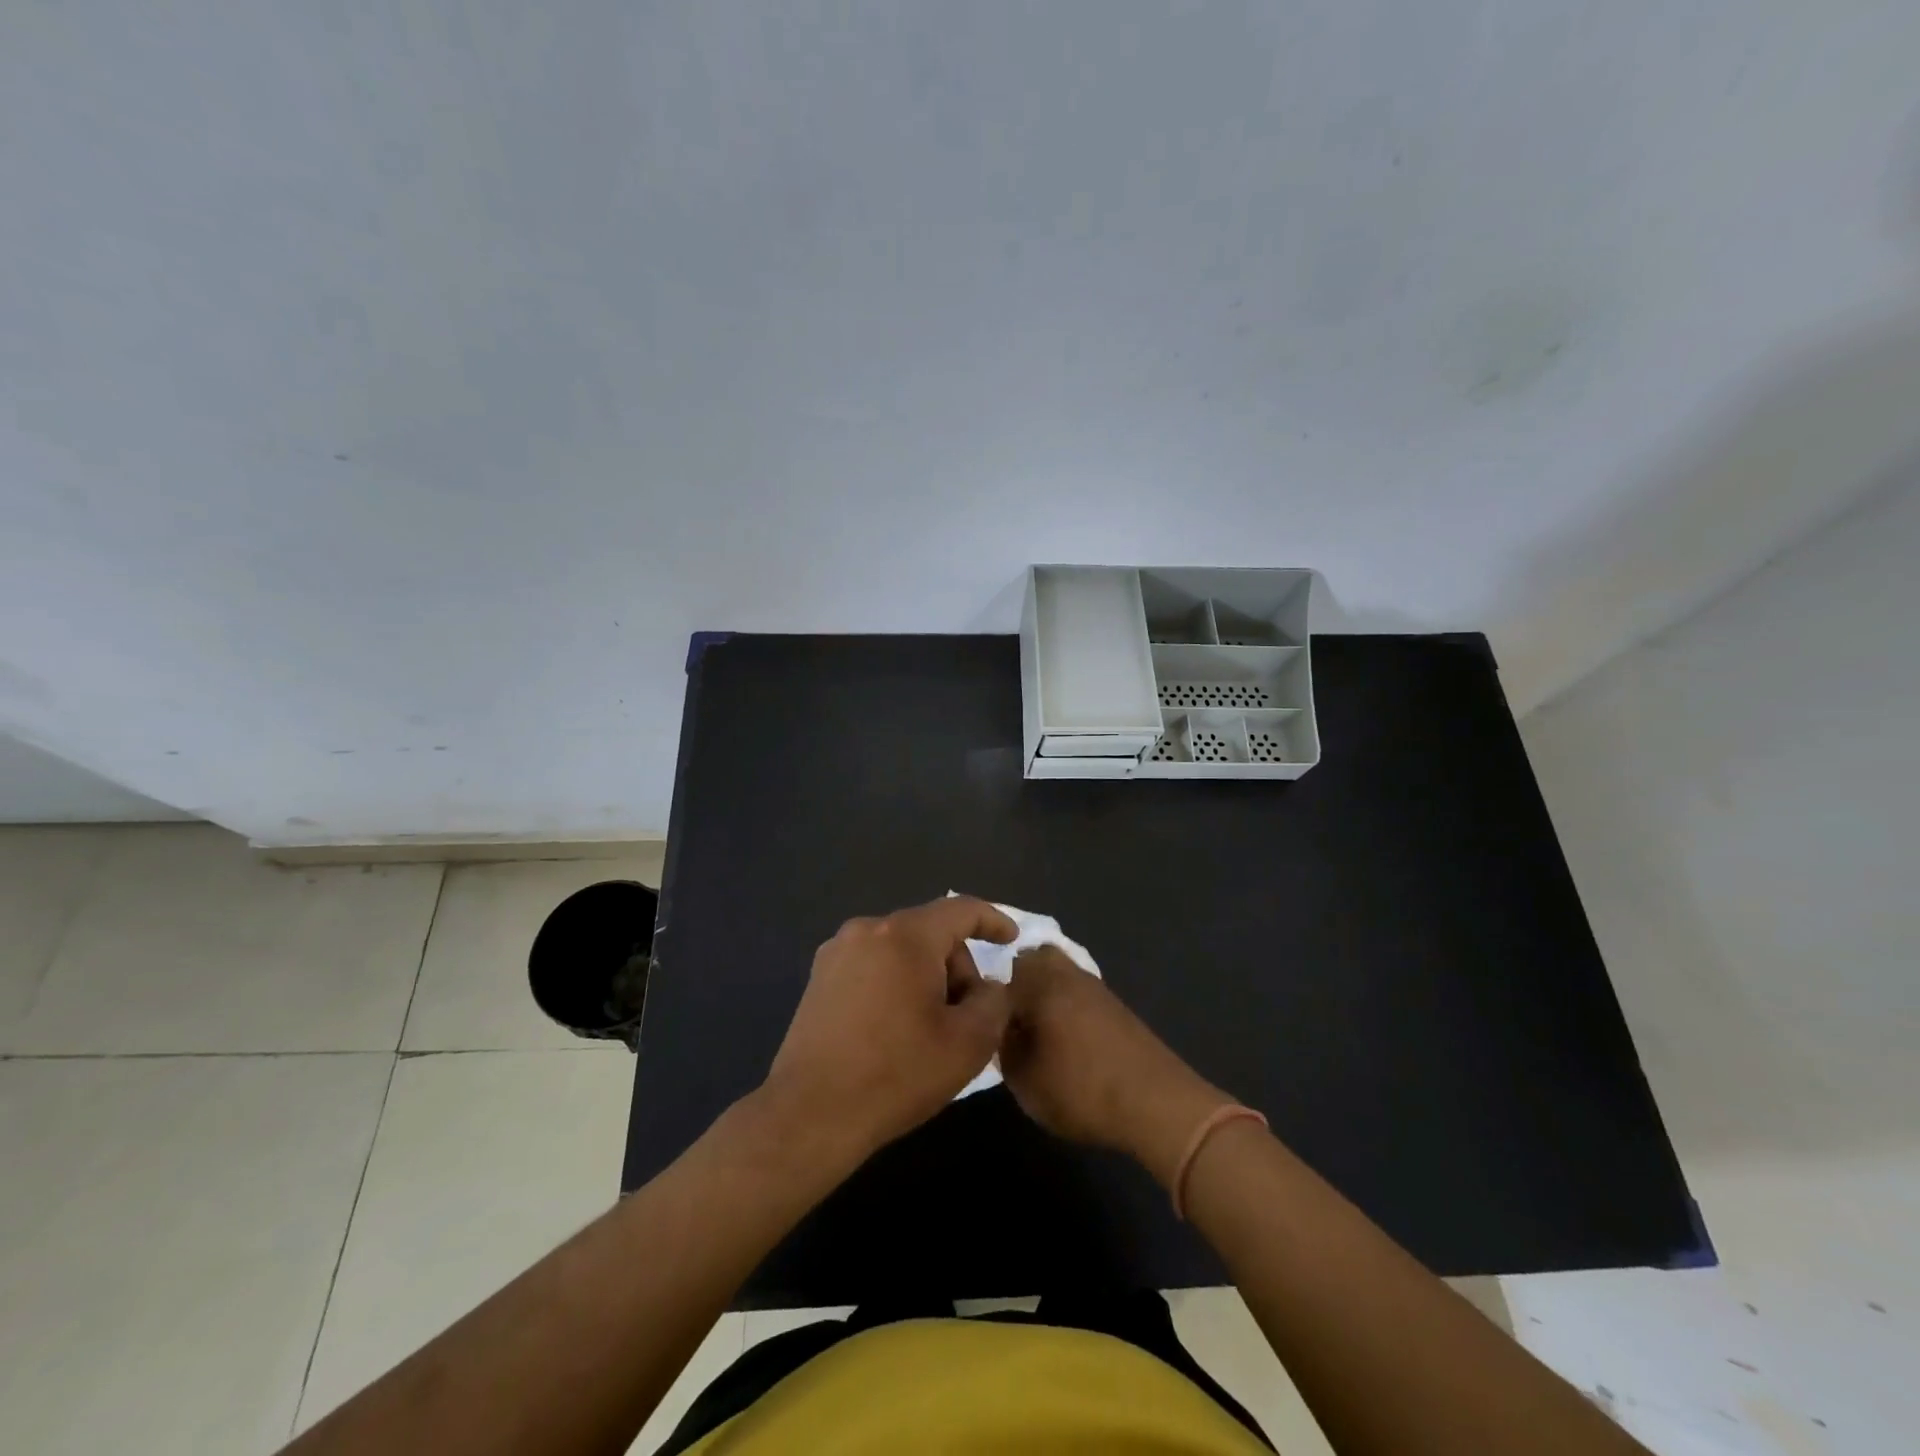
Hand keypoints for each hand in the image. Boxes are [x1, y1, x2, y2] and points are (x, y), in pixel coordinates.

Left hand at [761, 896, 1017, 1159]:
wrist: (810, 1115)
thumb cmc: (897, 1073)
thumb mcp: (968, 1042)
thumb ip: (994, 1002)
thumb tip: (988, 986)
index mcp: (905, 935)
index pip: (961, 910)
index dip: (993, 921)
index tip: (1012, 940)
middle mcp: (867, 930)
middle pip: (930, 932)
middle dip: (957, 966)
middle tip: (968, 1016)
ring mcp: (837, 953)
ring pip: (901, 950)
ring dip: (926, 977)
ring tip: (931, 1029)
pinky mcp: (819, 979)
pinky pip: (874, 966)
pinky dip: (896, 984)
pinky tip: (896, 1030)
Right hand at [1000, 946, 1233, 1186]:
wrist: (1157, 1104)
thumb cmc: (1082, 1090)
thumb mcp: (1025, 1082)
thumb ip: (1003, 1048)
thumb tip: (1001, 1028)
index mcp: (1038, 984)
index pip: (998, 974)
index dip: (986, 997)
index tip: (984, 1023)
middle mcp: (1065, 974)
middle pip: (1032, 959)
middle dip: (1017, 981)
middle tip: (1010, 1018)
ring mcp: (1094, 986)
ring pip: (1058, 972)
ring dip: (1044, 991)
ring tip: (1037, 1030)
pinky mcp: (1115, 1004)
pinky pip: (1078, 989)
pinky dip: (1066, 1003)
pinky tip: (1066, 1036)